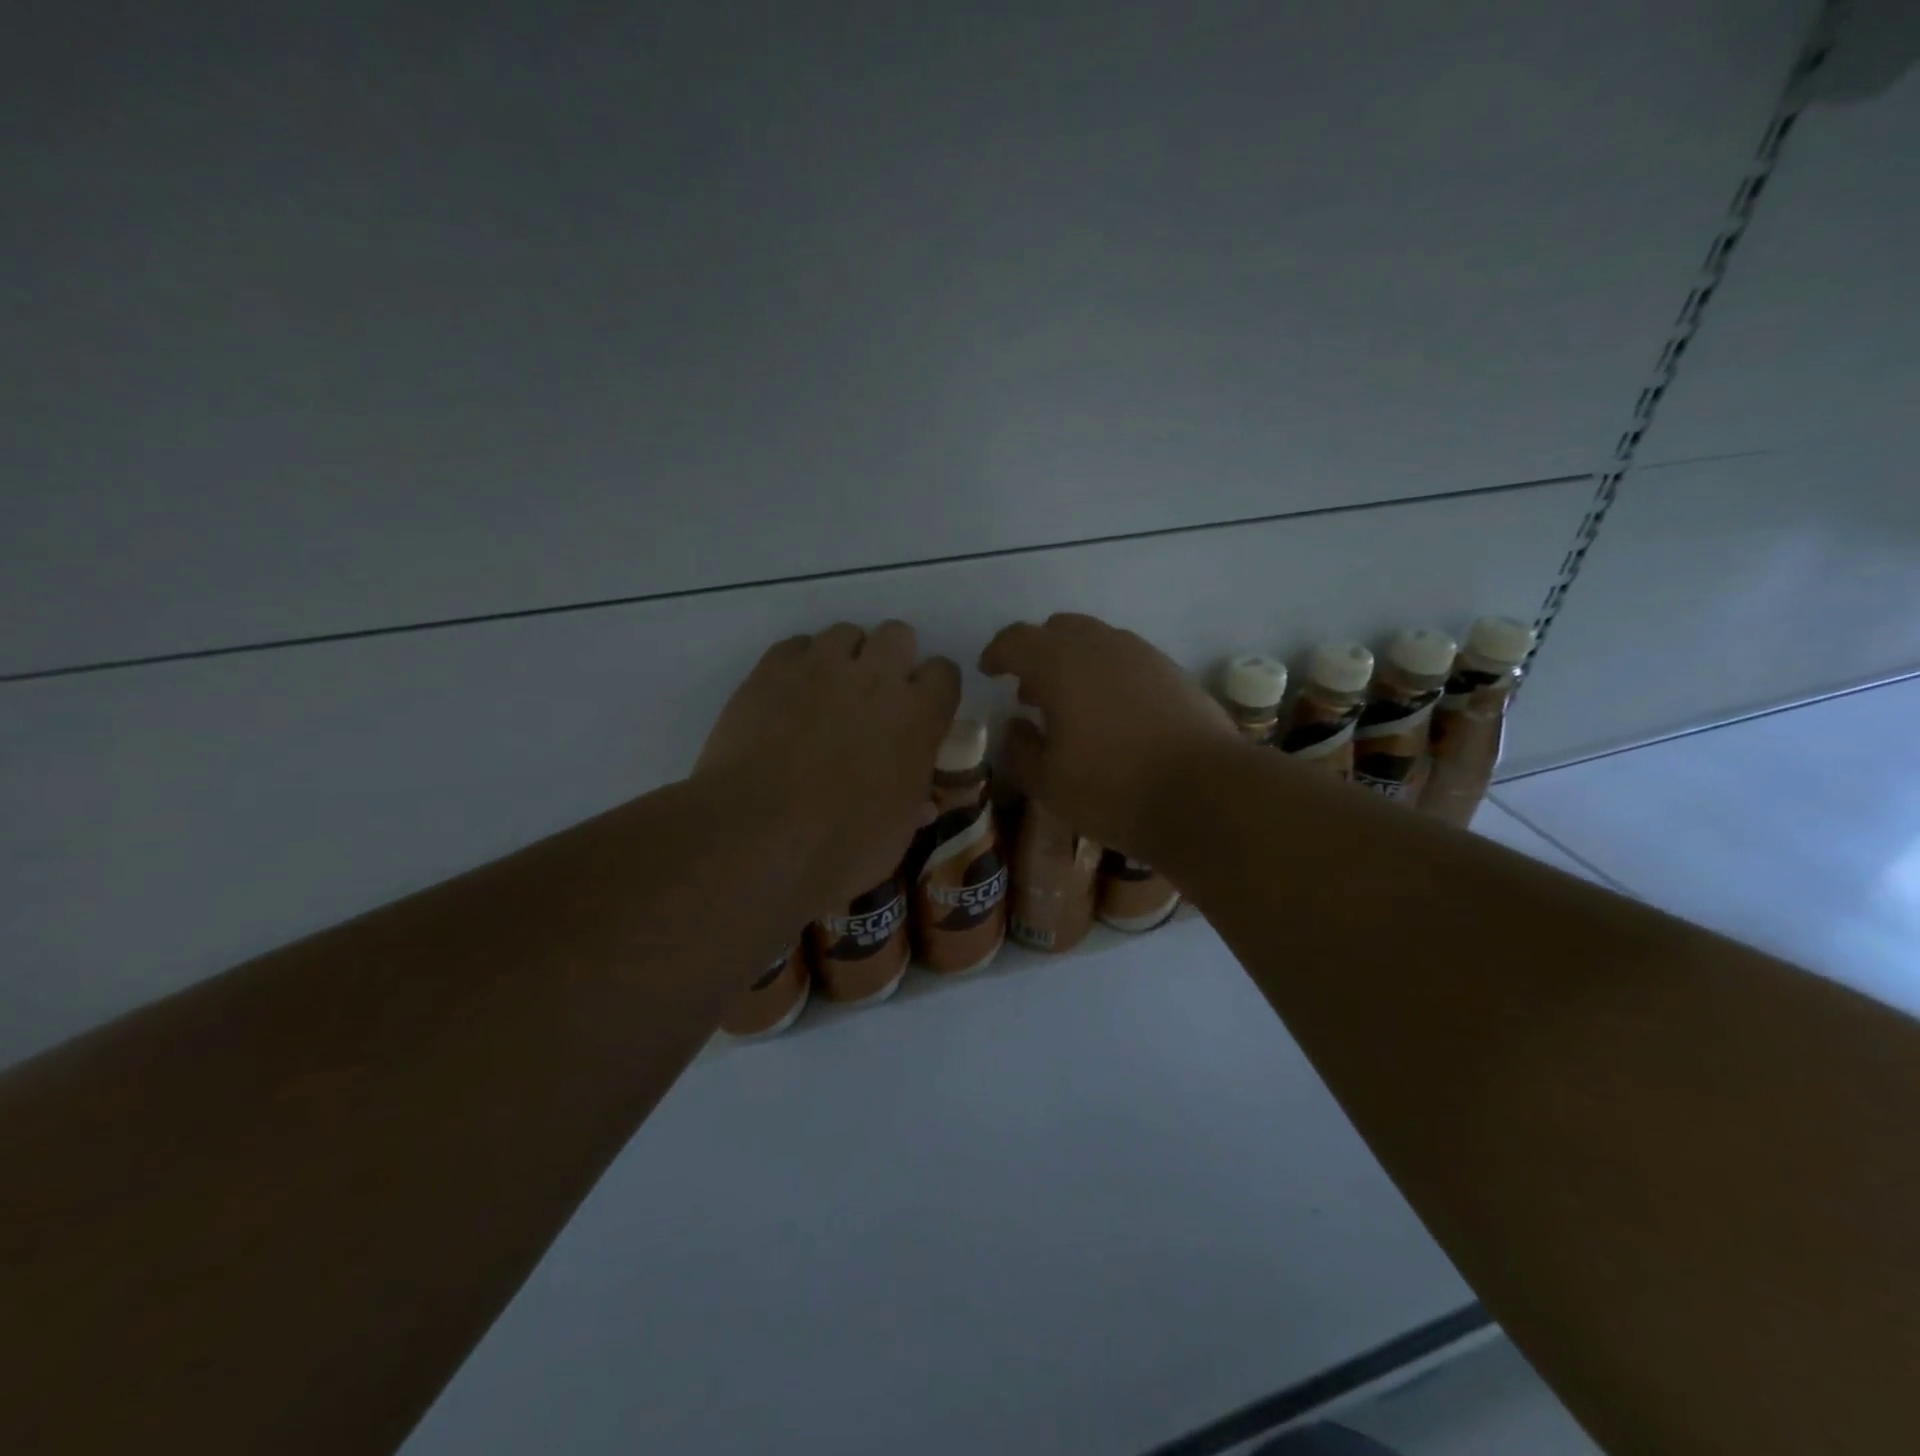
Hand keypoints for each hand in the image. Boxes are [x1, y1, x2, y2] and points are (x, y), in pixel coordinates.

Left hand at [696, 621, 960, 915]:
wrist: (755, 836)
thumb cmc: (840, 847)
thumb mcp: (896, 835)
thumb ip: (913, 803)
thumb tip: (921, 802)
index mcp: (918, 716)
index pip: (944, 673)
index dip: (933, 690)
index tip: (921, 712)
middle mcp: (876, 677)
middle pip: (898, 635)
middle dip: (892, 659)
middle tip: (874, 698)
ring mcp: (820, 667)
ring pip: (845, 632)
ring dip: (845, 657)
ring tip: (828, 693)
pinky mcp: (771, 669)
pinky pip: (796, 645)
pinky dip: (799, 664)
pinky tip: (788, 697)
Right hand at [979, 613, 1234, 857]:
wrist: (1207, 793)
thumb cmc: (1114, 789)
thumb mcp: (1049, 783)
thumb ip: (1021, 749)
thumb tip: (1017, 726)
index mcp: (1061, 664)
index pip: (1017, 639)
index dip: (997, 653)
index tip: (989, 671)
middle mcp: (1102, 645)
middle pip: (1058, 629)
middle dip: (1037, 653)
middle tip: (1029, 691)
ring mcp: (1143, 655)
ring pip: (1096, 640)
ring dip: (1073, 661)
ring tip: (1070, 705)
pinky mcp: (1173, 672)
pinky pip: (1126, 658)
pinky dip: (1106, 673)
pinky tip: (1112, 713)